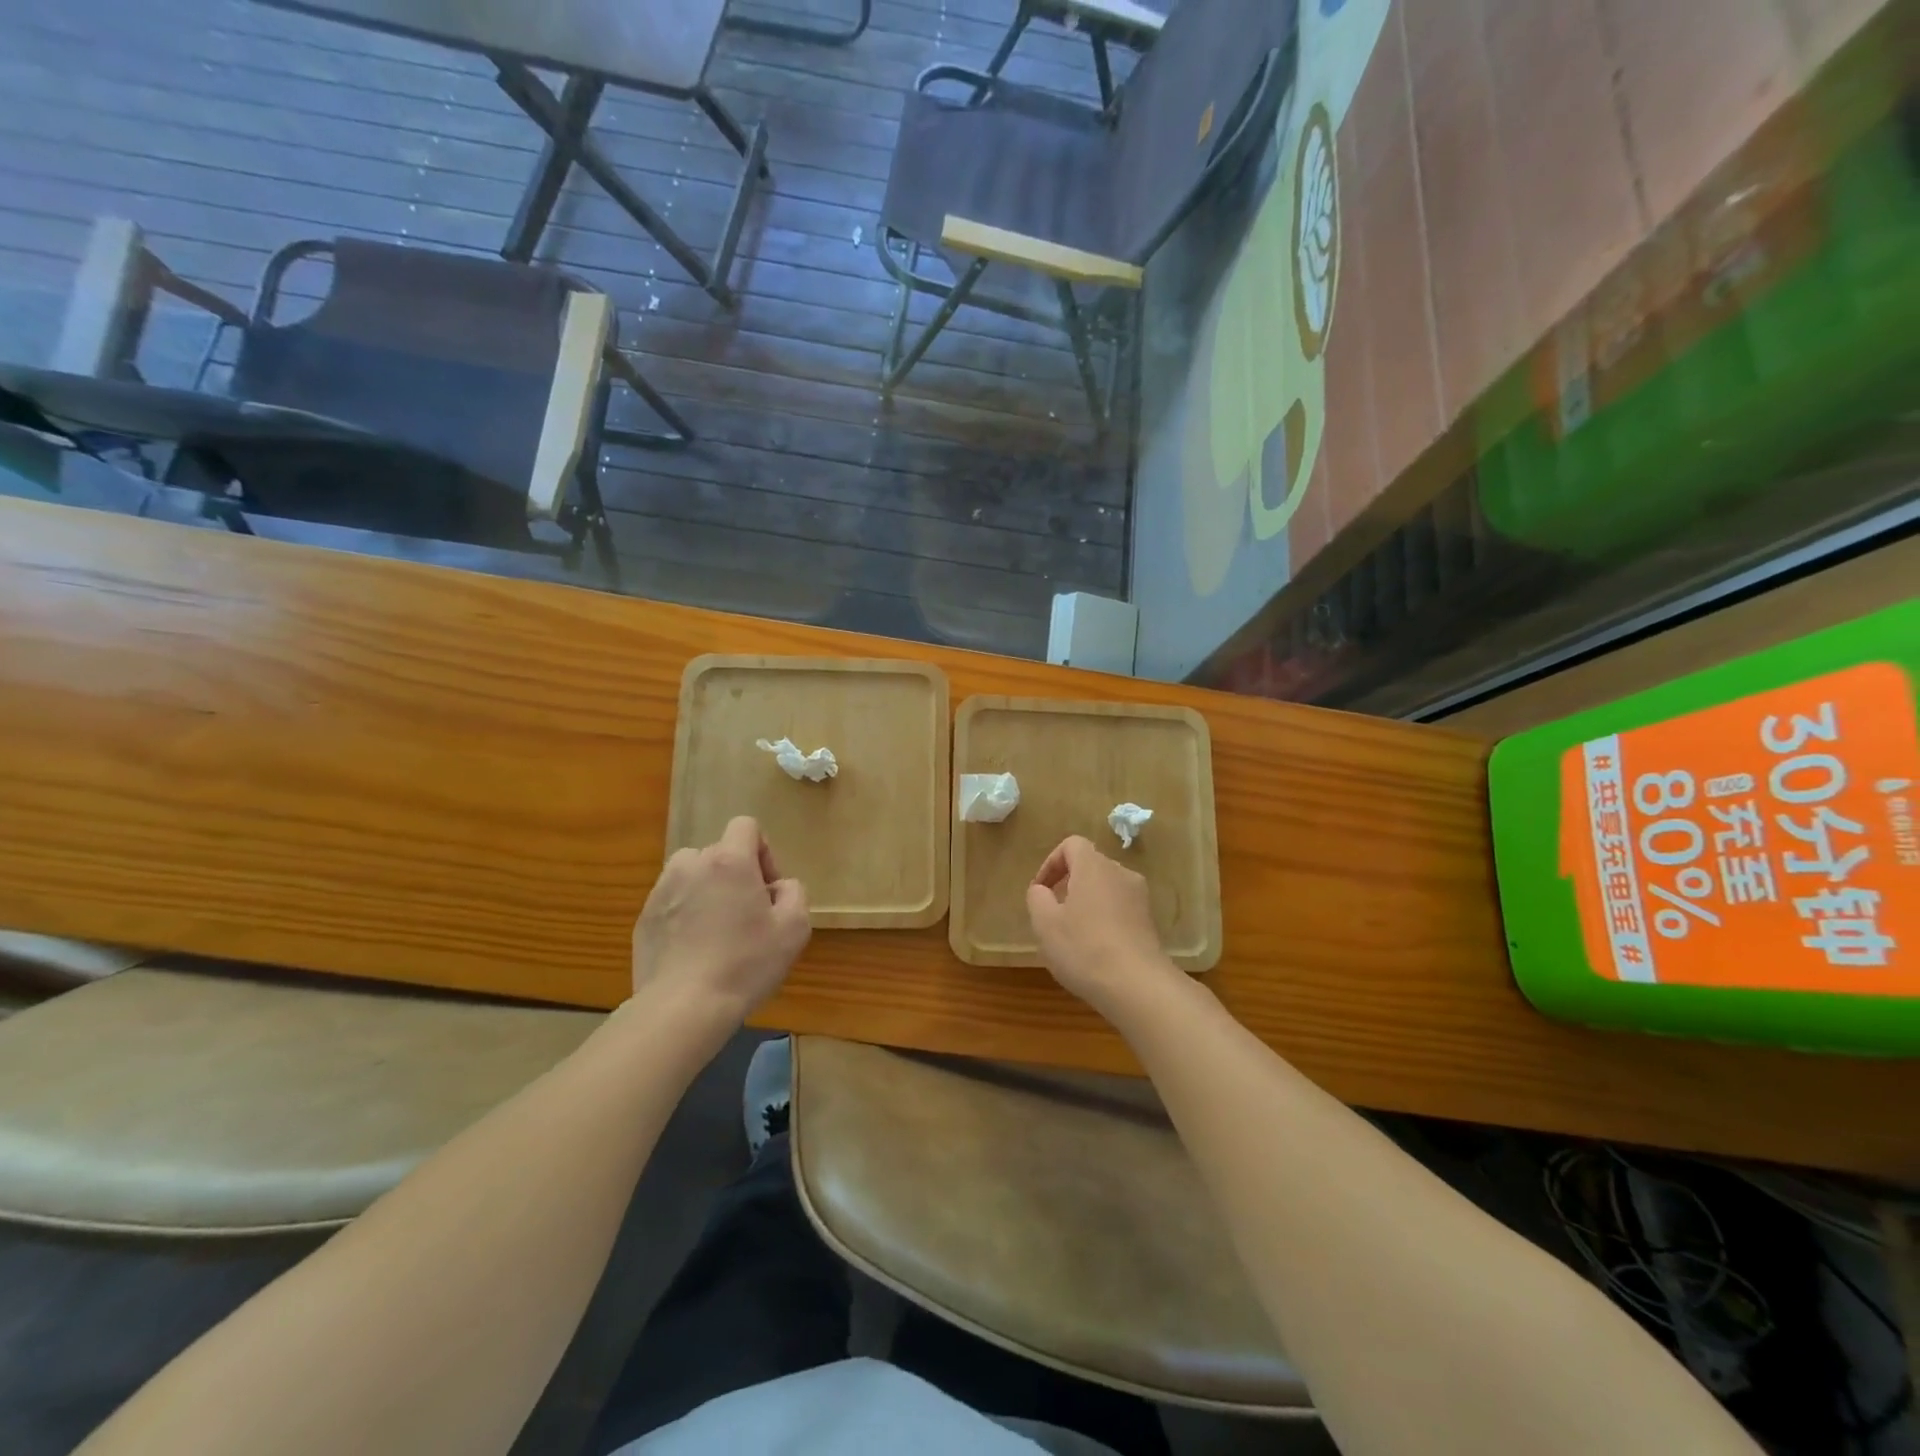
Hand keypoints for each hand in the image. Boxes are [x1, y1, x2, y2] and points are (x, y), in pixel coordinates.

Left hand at [631, 816, 809, 1021]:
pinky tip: (694, 951)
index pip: (745, 826)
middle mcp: (690, 865)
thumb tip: (777, 887)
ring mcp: (661, 892)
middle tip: (747, 916)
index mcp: (728, 860)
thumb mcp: (794, 928)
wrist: (682, 1008)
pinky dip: (685, 915)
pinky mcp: (643, 919)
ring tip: (717, 930)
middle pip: (719, 852)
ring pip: (691, 876)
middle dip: (736, 875)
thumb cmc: (745, 964)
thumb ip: (794, 893)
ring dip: (707, 891)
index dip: (762, 851)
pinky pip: (672, 903)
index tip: (767, 889)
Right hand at [1026, 835, 1180, 1015]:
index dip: (1051, 863)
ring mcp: (1140, 898)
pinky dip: (1104, 919)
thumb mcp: (1045, 923)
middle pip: (1090, 866)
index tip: (1039, 891)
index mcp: (1094, 866)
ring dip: (1086, 903)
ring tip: (1072, 934)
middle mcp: (1121, 874)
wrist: (1138, 986)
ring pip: (1106, 889)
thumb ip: (1037, 898)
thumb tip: (1042, 890)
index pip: (1072, 845)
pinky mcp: (1150, 922)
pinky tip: (1095, 950)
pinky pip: (1120, 909)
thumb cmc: (1084, 948)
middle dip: (1068, 884)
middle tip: (1052, 913)